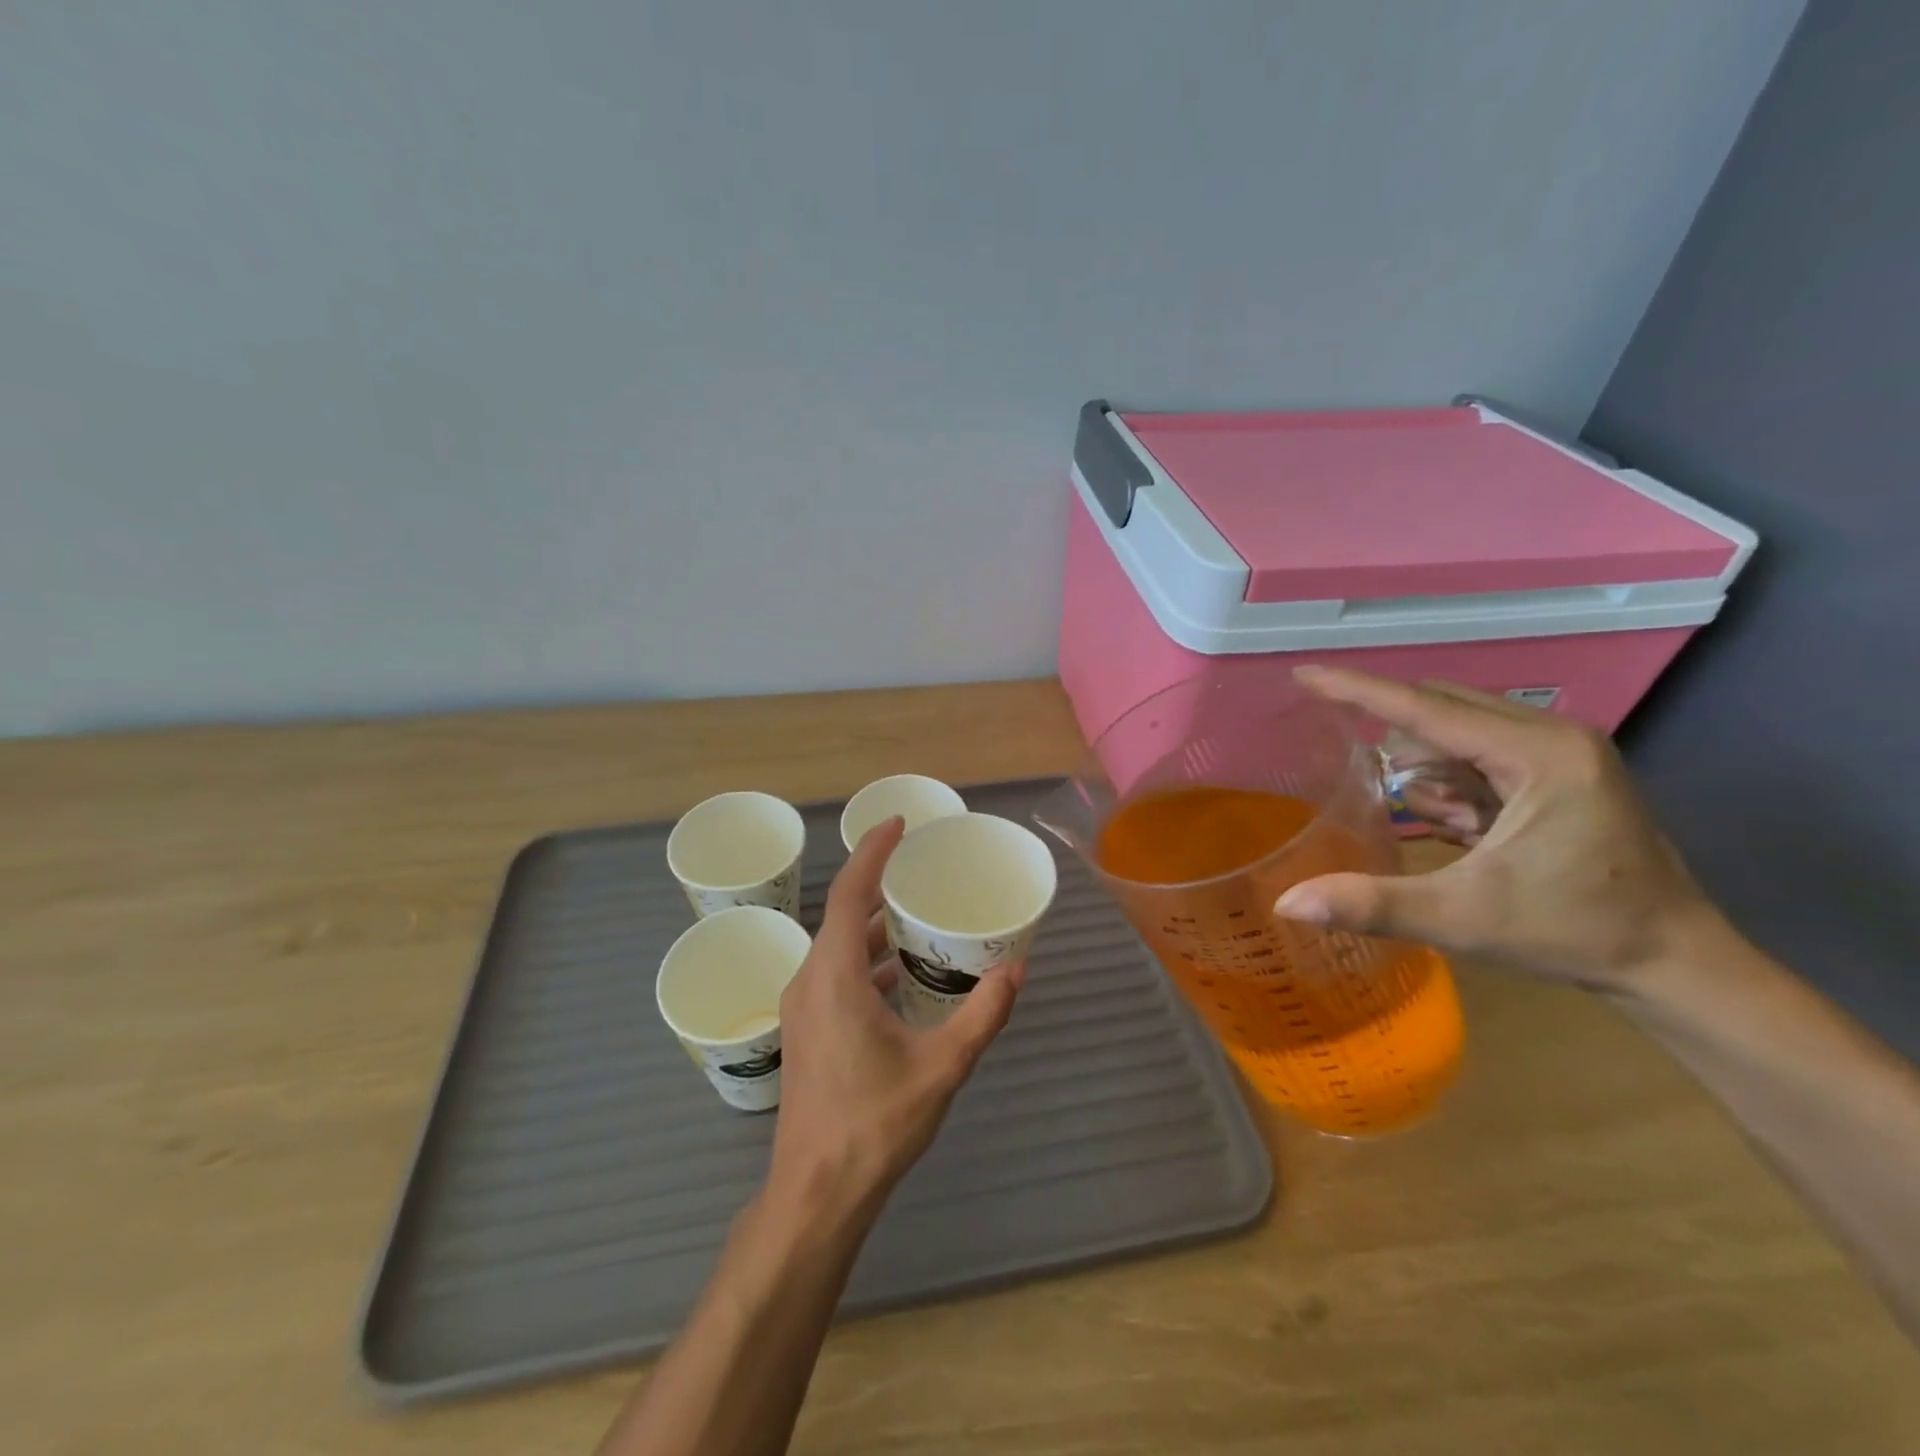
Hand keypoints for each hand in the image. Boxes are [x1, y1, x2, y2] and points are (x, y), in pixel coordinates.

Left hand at [769, 816, 1023, 1220]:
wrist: (817, 1192)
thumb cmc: (875, 1123)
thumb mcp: (942, 1066)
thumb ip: (983, 1014)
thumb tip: (1016, 971)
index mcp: (835, 976)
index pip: (848, 893)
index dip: (872, 852)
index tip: (898, 824)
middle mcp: (810, 980)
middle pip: (840, 914)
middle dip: (877, 884)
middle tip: (919, 868)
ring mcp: (802, 1006)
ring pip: (836, 945)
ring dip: (871, 924)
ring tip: (915, 914)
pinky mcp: (806, 1029)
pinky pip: (834, 972)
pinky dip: (865, 958)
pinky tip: (899, 973)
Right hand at [1275, 667, 1722, 994]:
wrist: (1677, 964)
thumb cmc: (1573, 932)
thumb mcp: (1463, 918)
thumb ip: (1373, 904)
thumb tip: (1287, 903)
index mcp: (1538, 754)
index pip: (1426, 708)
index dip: (1358, 689)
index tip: (1304, 674)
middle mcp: (1555, 736)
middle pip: (1442, 709)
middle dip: (1398, 741)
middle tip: (1368, 772)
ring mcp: (1565, 751)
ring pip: (1460, 730)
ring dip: (1430, 769)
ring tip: (1447, 826)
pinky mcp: (1566, 771)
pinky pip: (1482, 752)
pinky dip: (1455, 782)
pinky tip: (1465, 826)